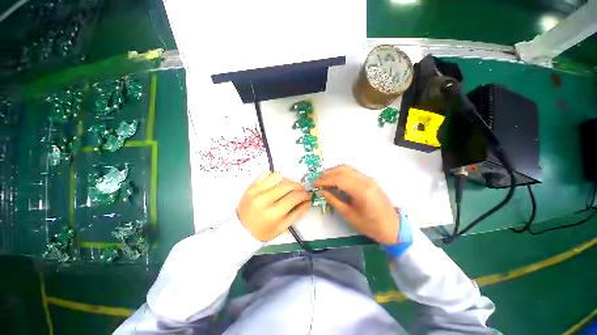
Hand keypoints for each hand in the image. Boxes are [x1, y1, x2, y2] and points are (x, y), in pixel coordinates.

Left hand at [237, 172, 310, 241]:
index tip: (308, 195)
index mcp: (273, 213)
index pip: (294, 197)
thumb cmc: (263, 231)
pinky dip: (274, 177)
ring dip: (286, 181)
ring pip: (278, 176)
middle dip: (298, 186)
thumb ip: (297, 213)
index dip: (304, 194)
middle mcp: (265, 199)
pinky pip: (266, 174)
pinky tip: (276, 185)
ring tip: (287, 188)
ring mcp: (256, 190)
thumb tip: (308, 201)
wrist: (239, 230)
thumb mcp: (282, 227)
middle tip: (300, 191)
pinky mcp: (251, 186)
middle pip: (288, 184)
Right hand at [314, 165, 399, 243]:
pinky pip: (352, 171)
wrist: (393, 227)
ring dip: (334, 171)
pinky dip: (341, 173)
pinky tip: (335, 179)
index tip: (314, 184)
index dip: (324, 180)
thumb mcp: (349, 215)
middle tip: (317, 181)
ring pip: (347, 168)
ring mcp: (369, 178)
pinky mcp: (369, 179)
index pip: (338, 179)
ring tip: (324, 179)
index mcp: (361, 190)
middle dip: (327, 174)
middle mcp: (365, 180)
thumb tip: (321, 191)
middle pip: (342, 170)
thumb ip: (334, 200)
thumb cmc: (370, 225)